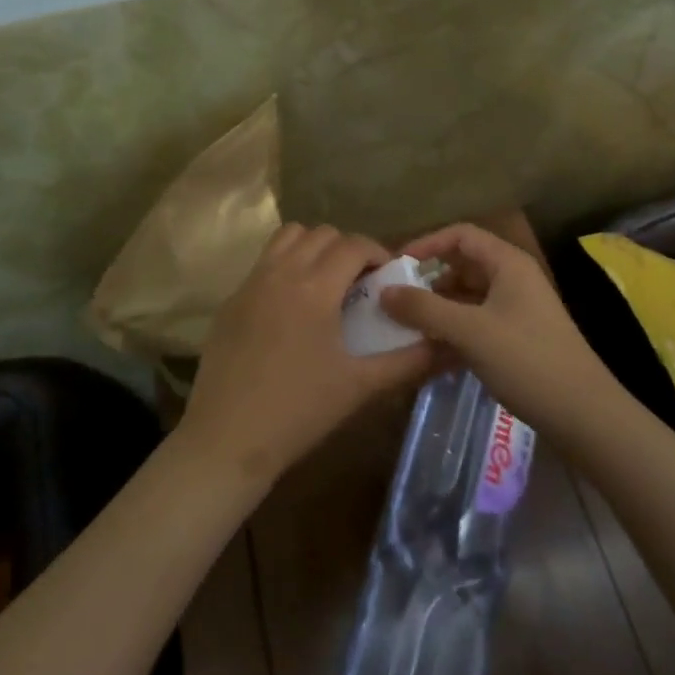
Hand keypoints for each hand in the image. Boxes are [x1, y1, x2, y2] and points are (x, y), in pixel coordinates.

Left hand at [179, 223, 436, 490]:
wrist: (227, 440)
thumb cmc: (299, 412)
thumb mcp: (360, 387)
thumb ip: (407, 361)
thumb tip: (447, 346)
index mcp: (314, 287)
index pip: (353, 244)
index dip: (377, 252)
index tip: (388, 276)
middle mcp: (281, 272)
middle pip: (321, 234)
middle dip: (347, 248)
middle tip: (360, 282)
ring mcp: (250, 283)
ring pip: (287, 237)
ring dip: (313, 247)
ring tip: (325, 282)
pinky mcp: (231, 301)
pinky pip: (263, 263)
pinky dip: (285, 266)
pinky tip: (291, 308)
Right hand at [380, 223, 619, 446]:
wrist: (584, 415)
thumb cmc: (527, 360)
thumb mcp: (470, 331)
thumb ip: (424, 309)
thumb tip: (384, 291)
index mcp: (508, 263)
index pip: (460, 235)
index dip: (427, 244)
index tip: (396, 265)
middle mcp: (513, 279)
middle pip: (462, 266)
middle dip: (428, 281)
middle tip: (395, 301)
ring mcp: (517, 310)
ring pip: (468, 298)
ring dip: (438, 310)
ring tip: (406, 329)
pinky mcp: (518, 339)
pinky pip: (477, 324)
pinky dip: (454, 332)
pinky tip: (430, 354)